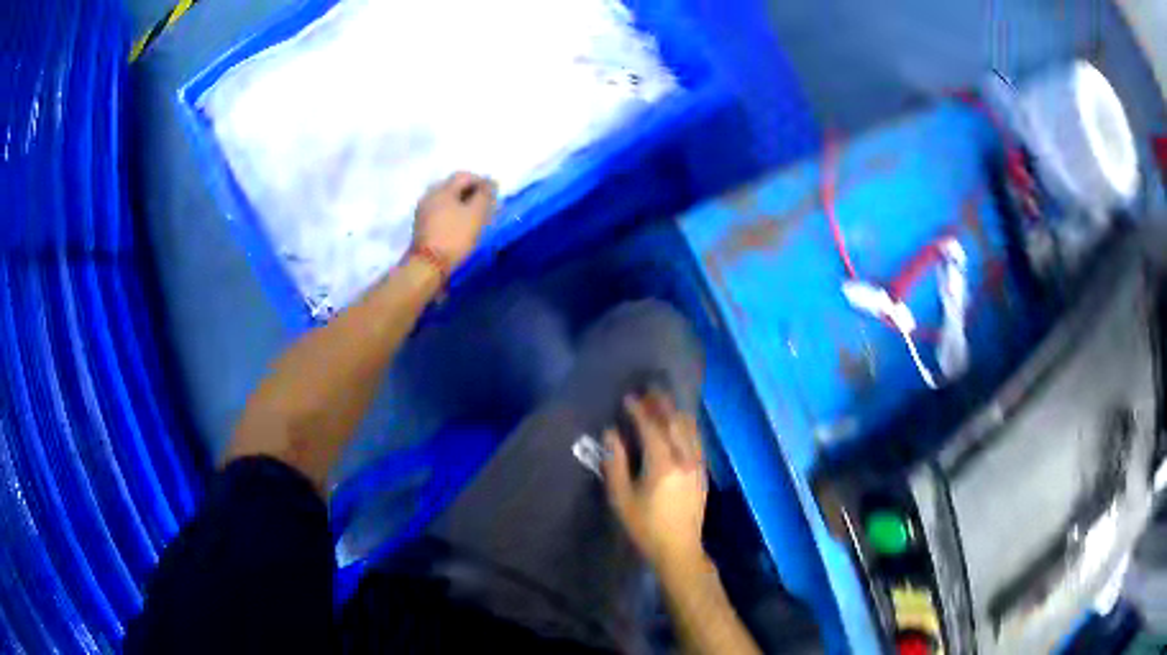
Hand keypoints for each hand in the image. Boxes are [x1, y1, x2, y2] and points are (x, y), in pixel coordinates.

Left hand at [412, 171, 497, 268]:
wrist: (427, 266)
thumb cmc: (454, 237)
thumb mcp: (476, 214)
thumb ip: (485, 195)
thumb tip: (491, 183)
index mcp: (442, 189)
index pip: (464, 176)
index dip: (481, 181)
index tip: (493, 194)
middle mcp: (429, 195)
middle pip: (453, 187)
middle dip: (471, 193)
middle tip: (486, 206)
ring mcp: (423, 211)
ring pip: (446, 200)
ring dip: (462, 204)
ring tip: (475, 218)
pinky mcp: (421, 226)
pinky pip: (440, 212)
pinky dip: (452, 214)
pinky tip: (460, 226)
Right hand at [603, 390, 707, 567]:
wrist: (679, 549)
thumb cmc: (645, 527)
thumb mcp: (622, 499)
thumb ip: (615, 463)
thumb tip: (611, 434)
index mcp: (662, 465)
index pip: (652, 428)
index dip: (640, 411)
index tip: (629, 398)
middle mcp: (685, 459)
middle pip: (675, 423)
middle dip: (662, 405)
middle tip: (650, 390)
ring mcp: (698, 465)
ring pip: (690, 429)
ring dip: (676, 413)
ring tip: (664, 402)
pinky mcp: (703, 472)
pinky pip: (697, 440)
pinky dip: (687, 426)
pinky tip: (680, 424)